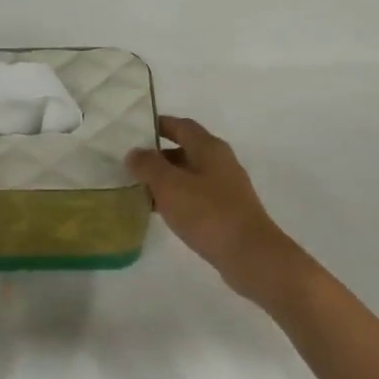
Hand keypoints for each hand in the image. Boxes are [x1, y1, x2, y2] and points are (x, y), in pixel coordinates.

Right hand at [127, 117, 304, 304]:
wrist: (248, 253)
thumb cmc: (207, 213)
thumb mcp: (169, 185)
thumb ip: (148, 165)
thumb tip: (134, 152)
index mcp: (209, 148)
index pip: (182, 126)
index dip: (159, 125)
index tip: (134, 130)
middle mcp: (220, 162)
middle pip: (185, 150)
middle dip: (158, 155)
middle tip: (130, 164)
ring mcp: (226, 188)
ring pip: (189, 175)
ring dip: (165, 179)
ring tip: (138, 188)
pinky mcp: (226, 211)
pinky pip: (195, 196)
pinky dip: (176, 198)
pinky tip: (160, 211)